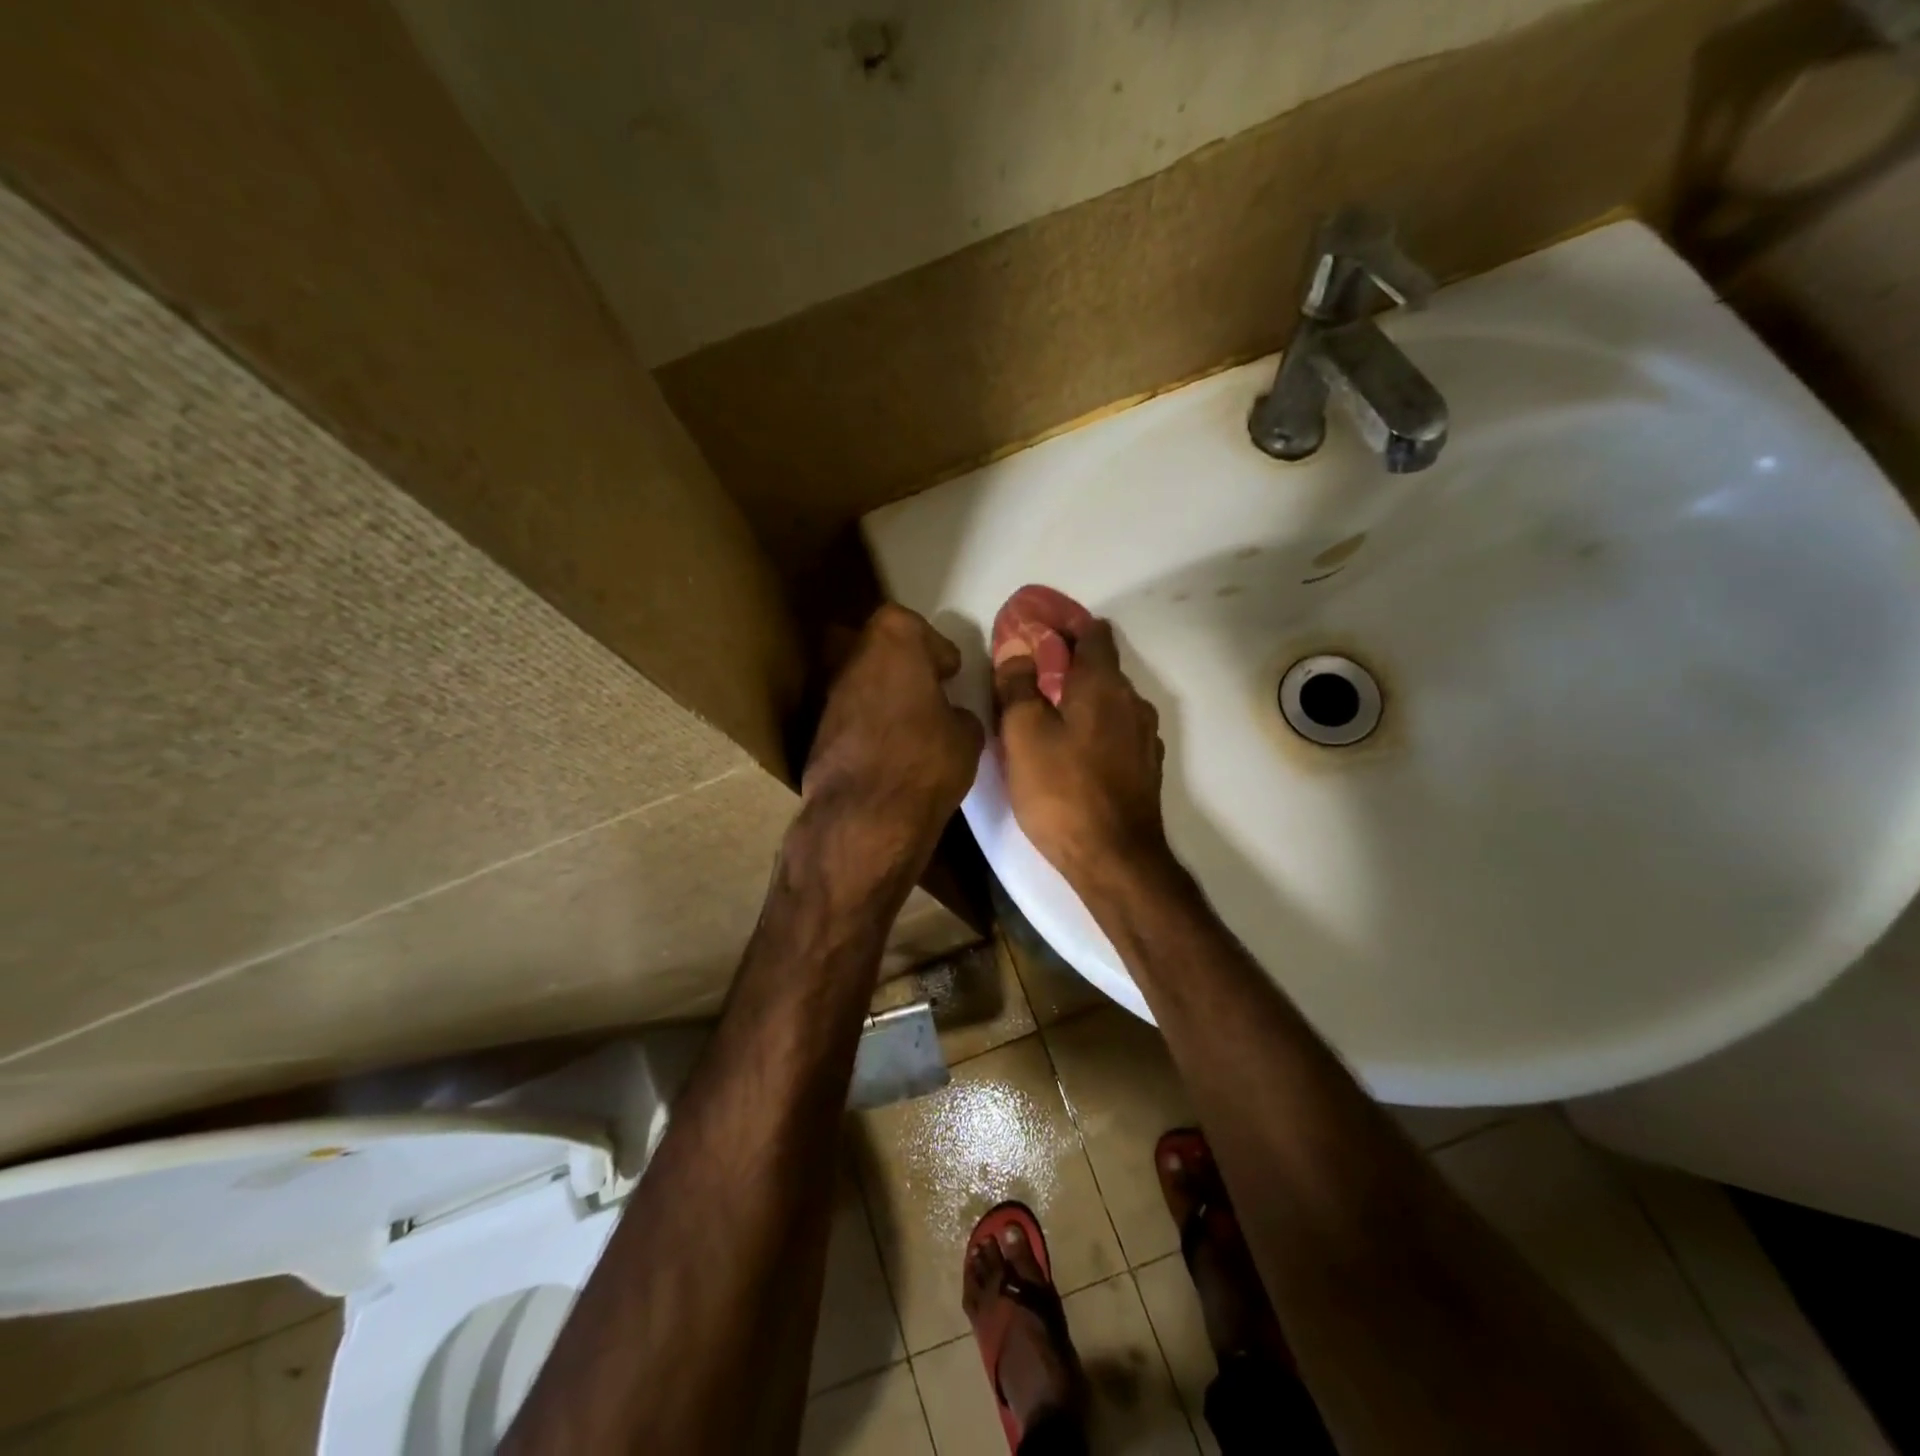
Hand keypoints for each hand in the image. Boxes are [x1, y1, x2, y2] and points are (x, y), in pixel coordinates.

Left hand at [800, 604, 984, 888]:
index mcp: (893, 642)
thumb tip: (949, 716)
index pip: (910, 624)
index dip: (933, 646)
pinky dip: (868, 724)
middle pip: (878, 647)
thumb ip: (958, 713)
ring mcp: (829, 696)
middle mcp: (853, 659)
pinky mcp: (817, 732)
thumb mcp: (967, 735)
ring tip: (911, 723)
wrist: (864, 818)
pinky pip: (851, 716)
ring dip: (884, 694)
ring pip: (861, 681)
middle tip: (929, 690)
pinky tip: (889, 749)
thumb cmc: (925, 761)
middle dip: (904, 664)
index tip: (949, 672)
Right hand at [994, 618, 1173, 895]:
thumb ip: (1018, 685)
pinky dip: (1096, 730)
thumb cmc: (1061, 790)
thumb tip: (1017, 647)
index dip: (1065, 627)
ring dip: (1082, 702)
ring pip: (1110, 703)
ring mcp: (1145, 737)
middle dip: (1068, 667)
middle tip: (1029, 682)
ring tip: (1048, 720)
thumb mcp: (1023, 734)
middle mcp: (1132, 701)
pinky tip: (1074, 754)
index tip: (1036, 635)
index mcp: (1103, 684)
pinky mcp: (1146, 768)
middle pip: (1101, 668)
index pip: (1093, 633)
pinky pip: (1117, 732)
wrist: (1115, 859)